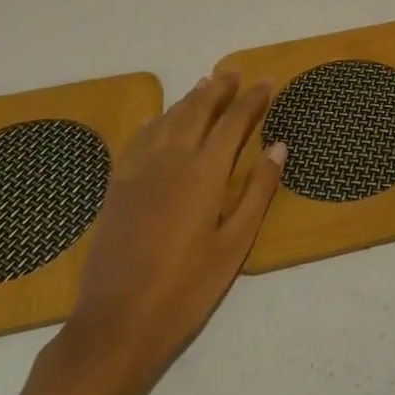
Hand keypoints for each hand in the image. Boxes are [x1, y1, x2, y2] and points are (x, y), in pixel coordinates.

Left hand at [21, 72, 284, 394]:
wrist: (116, 324)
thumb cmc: (187, 288)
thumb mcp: (235, 244)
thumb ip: (258, 191)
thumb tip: (278, 146)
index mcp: (205, 172)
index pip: (234, 121)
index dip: (253, 98)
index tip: (268, 81)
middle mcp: (172, 158)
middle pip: (198, 109)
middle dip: (219, 87)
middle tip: (235, 70)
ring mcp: (139, 169)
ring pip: (168, 118)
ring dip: (189, 98)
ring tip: (205, 84)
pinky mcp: (117, 185)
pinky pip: (138, 138)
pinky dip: (153, 121)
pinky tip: (156, 118)